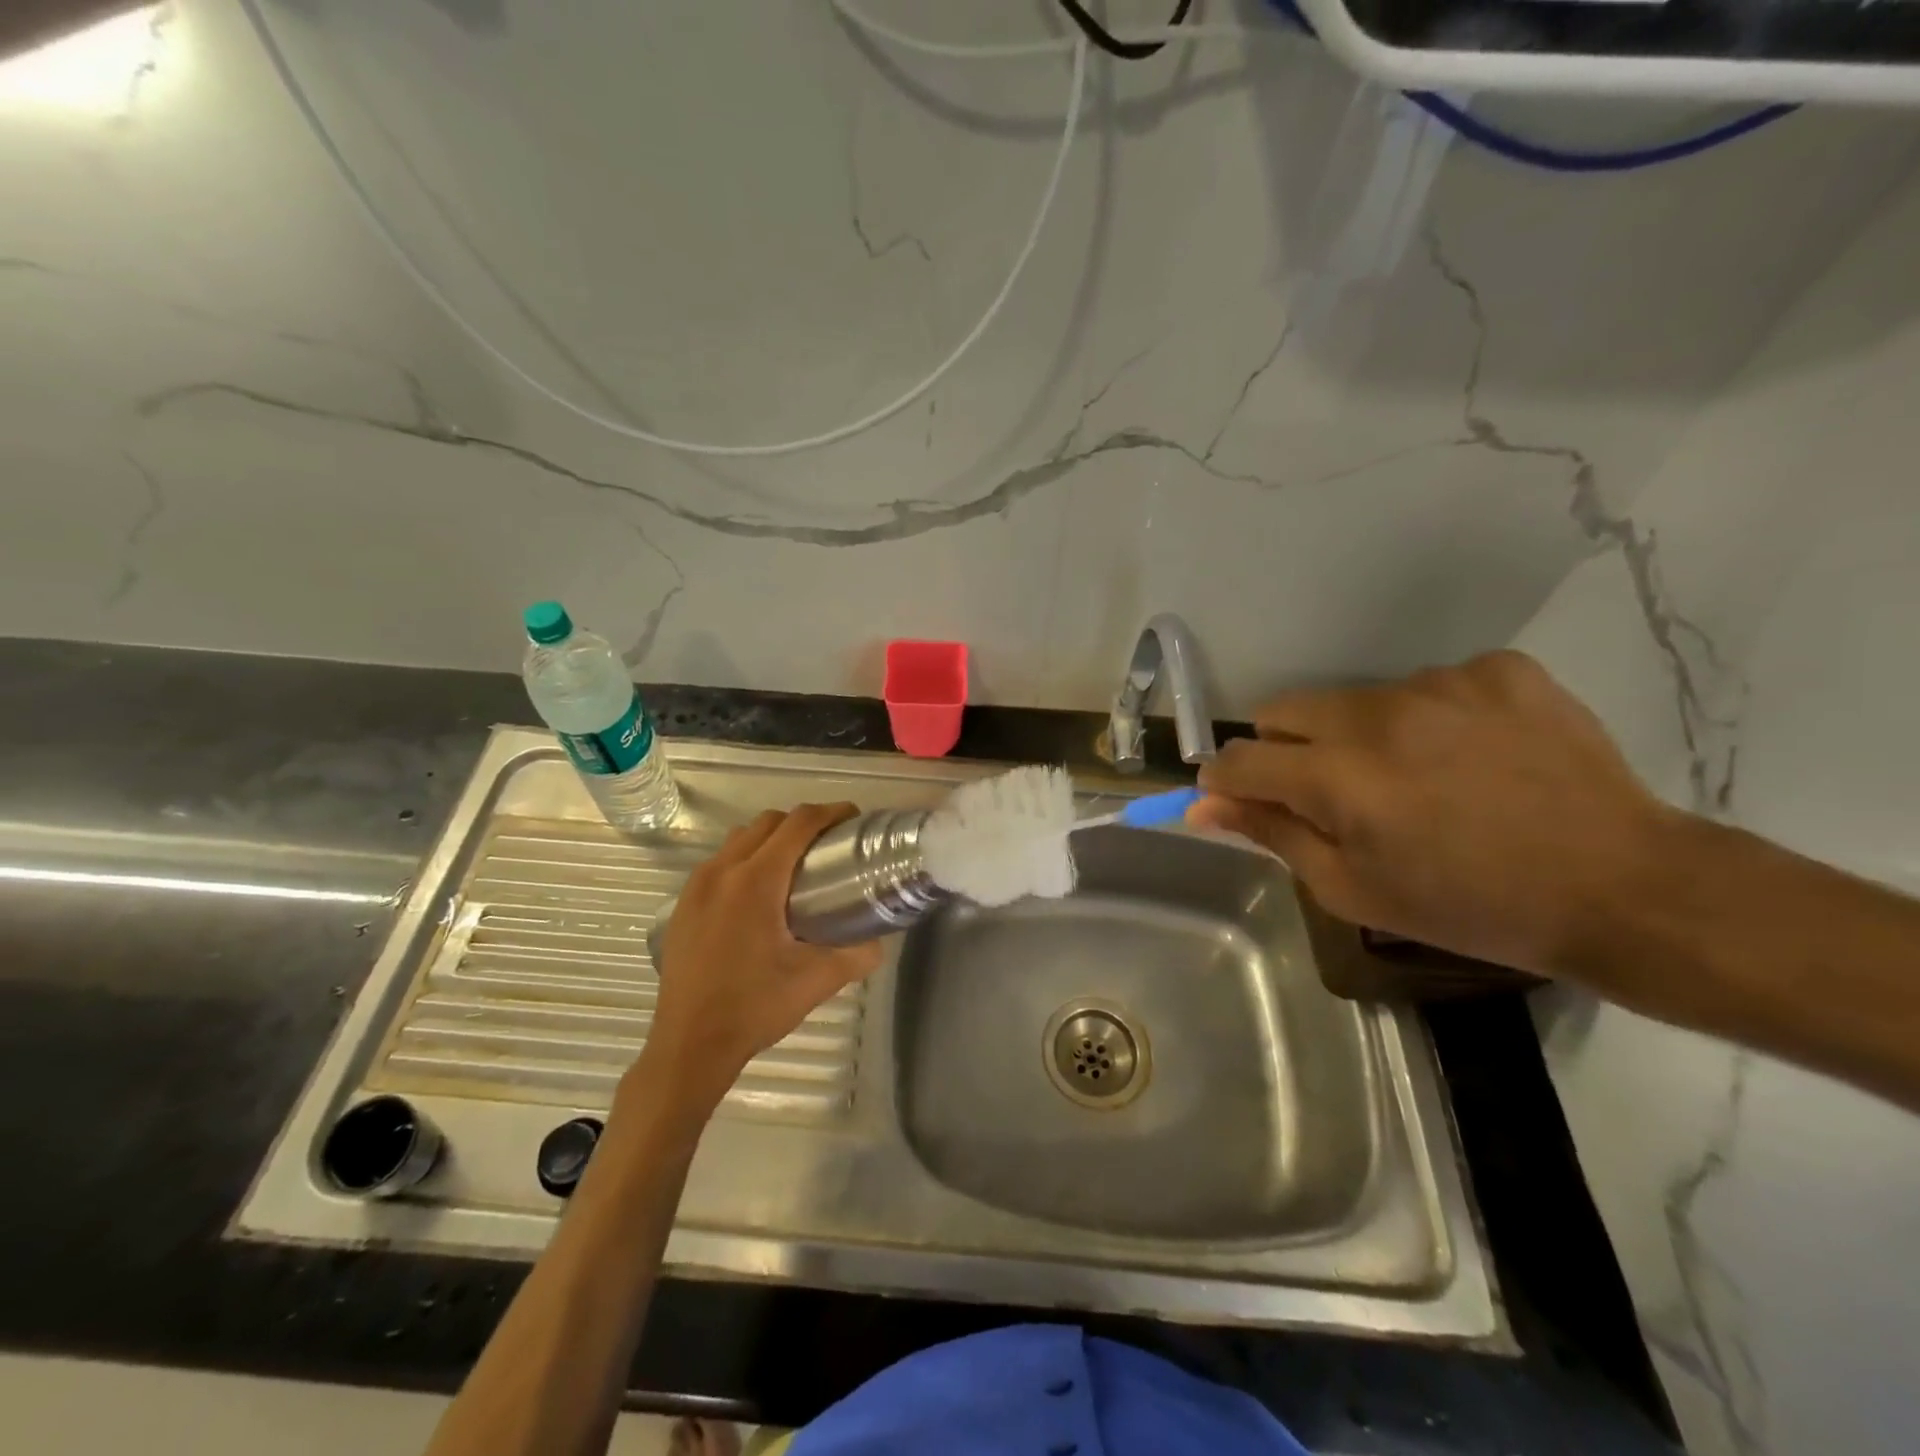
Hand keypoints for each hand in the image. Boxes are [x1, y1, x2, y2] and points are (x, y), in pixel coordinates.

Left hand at [639, 804, 884, 1109]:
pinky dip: (744, 860)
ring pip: (739, 839)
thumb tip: (878, 941)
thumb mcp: (817, 981)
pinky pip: (719, 862)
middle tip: (828, 846)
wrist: (689, 1045)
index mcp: (756, 880)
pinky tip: (758, 897)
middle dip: (801, 823)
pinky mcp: (683, 905)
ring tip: (794, 867)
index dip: (830, 812)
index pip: (798, 824)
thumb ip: (857, 955)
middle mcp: (722, 871)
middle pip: (767, 822)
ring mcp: (696, 887)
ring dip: (770, 839)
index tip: (852, 818)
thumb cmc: (755, 1007)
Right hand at [1191, 651, 1673, 976]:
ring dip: (1360, 735)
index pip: (1240, 757)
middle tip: (1333, 795)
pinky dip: (1431, 718)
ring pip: (1356, 699)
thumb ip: (1270, 834)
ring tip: (1417, 779)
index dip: (1227, 780)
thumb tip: (1202, 805)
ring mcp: (1443, 683)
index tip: (1239, 799)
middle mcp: (1378, 713)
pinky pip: (1430, 685)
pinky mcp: (1499, 670)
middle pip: (1284, 710)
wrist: (1626, 888)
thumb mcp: (1353, 889)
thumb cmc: (1472, 906)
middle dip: (1287, 751)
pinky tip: (1472, 756)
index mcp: (1337, 775)